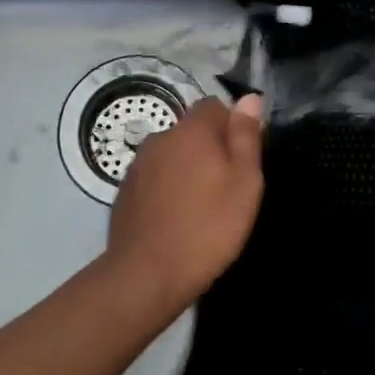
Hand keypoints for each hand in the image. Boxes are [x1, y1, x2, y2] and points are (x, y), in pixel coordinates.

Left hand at [104, 94, 265, 313]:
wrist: (146, 275)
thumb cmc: (207, 227)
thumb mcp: (244, 182)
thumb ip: (246, 137)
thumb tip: (249, 98)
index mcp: (191, 130)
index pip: (215, 106)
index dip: (232, 126)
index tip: (243, 159)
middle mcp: (160, 138)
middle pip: (192, 131)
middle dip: (209, 149)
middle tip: (226, 187)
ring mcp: (138, 165)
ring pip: (172, 155)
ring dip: (187, 169)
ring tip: (201, 206)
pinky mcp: (125, 191)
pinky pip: (155, 178)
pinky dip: (167, 189)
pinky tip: (175, 218)